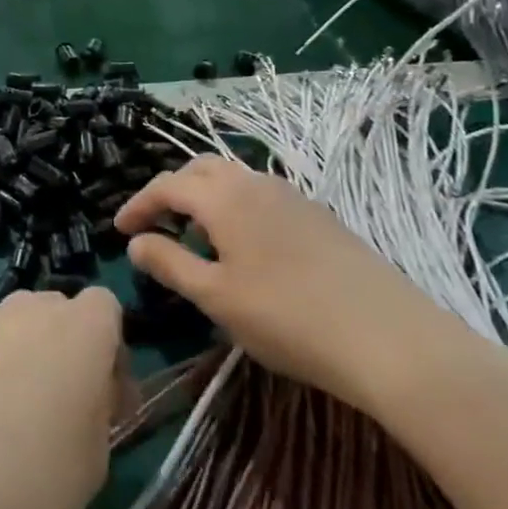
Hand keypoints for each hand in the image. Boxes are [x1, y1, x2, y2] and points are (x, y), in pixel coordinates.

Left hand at [0, 289, 125, 508]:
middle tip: (47, 417)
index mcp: (78, 331)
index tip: (102, 401)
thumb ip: (98, 412)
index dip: (108, 351)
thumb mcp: (93, 467)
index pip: (104, 308)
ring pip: (2, 329)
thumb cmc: (25, 492)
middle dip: (57, 352)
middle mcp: (24, 308)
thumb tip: (88, 393)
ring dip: (6, 361)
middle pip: (52, 313)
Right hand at [116, 157, 500, 423]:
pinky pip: (261, 196)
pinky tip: (247, 248)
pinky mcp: (319, 216)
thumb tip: (135, 243)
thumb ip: (170, 264)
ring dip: (206, 199)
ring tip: (198, 239)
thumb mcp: (216, 297)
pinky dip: (236, 208)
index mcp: (224, 197)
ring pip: (234, 180)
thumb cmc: (288, 318)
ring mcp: (292, 196)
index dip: (138, 204)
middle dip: (172, 192)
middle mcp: (256, 183)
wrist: (390, 337)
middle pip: (201, 171)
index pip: (167, 185)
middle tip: (157, 226)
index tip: (118, 230)